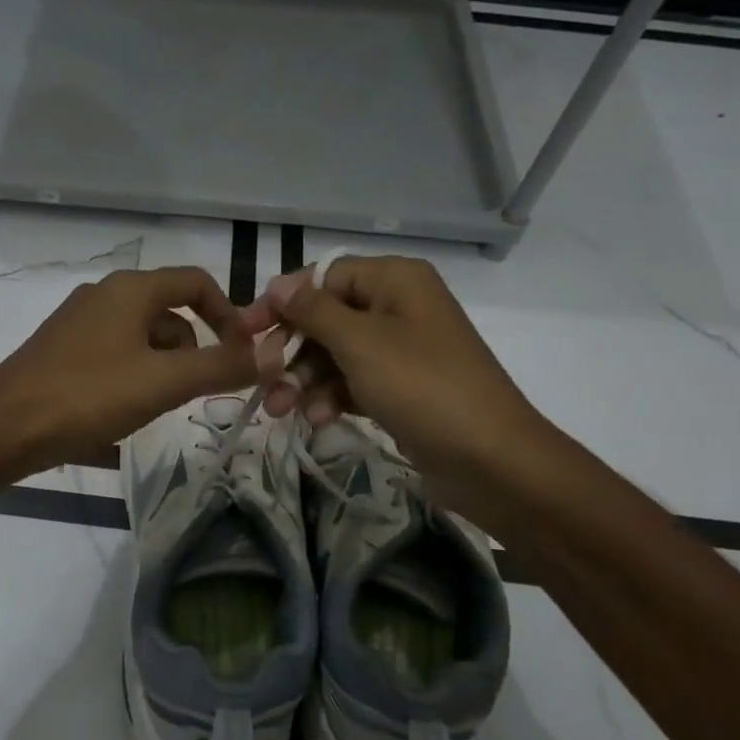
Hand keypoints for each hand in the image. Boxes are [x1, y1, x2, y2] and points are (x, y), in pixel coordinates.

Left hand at [0, 266, 264, 492]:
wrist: (1, 429)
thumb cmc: (86, 397)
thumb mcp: (163, 383)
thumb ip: (221, 366)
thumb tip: (275, 353)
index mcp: (130, 289)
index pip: (197, 283)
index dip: (229, 315)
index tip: (244, 355)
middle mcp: (104, 294)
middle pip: (171, 312)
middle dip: (194, 350)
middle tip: (194, 393)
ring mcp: (79, 322)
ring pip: (143, 337)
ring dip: (163, 368)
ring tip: (155, 408)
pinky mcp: (62, 350)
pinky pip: (116, 354)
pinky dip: (134, 376)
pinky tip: (123, 412)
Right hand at [242, 255, 545, 477]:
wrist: (493, 462)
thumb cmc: (423, 388)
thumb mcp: (361, 343)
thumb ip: (313, 311)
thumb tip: (278, 284)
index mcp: (395, 281)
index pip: (323, 277)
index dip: (283, 302)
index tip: (247, 330)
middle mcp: (398, 307)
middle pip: (325, 318)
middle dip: (291, 350)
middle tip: (264, 378)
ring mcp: (400, 351)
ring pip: (334, 355)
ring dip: (304, 380)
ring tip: (280, 410)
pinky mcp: (400, 389)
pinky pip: (352, 382)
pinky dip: (330, 397)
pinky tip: (317, 419)